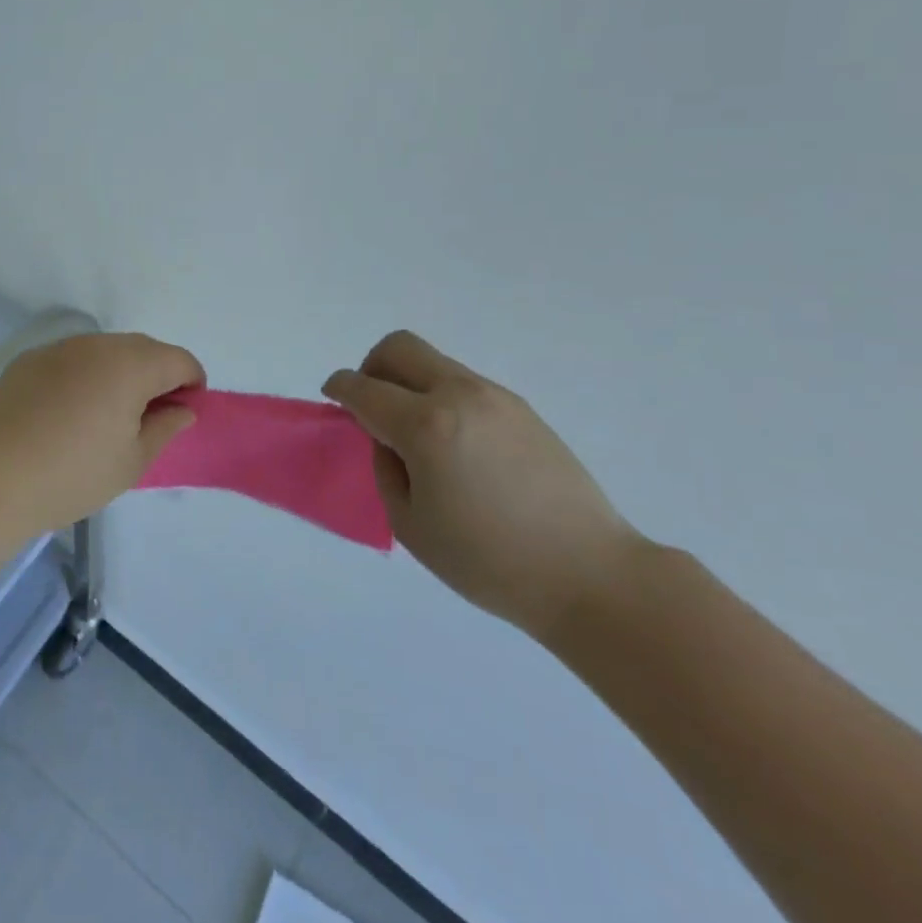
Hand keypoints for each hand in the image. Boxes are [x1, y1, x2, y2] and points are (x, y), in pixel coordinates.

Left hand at [0, 332, 204, 534]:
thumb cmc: (73, 474)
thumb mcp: (132, 462)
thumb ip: (165, 428)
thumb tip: (182, 409)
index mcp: (131, 365)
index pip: (179, 360)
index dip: (192, 384)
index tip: (185, 413)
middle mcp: (98, 344)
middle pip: (143, 349)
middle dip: (157, 375)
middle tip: (149, 417)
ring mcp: (59, 348)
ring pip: (105, 351)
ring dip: (119, 373)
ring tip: (106, 415)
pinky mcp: (28, 360)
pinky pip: (71, 359)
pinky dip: (83, 376)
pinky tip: (66, 413)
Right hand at [323, 330, 640, 639]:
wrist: (589, 574)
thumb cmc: (489, 562)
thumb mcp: (412, 525)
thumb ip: (387, 469)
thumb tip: (388, 439)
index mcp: (427, 425)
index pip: (364, 388)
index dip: (339, 388)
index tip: (332, 398)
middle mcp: (460, 395)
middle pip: (399, 348)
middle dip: (372, 367)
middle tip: (371, 407)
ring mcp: (495, 397)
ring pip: (434, 362)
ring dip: (410, 383)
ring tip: (418, 437)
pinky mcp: (521, 409)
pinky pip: (464, 384)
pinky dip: (442, 398)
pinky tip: (456, 448)